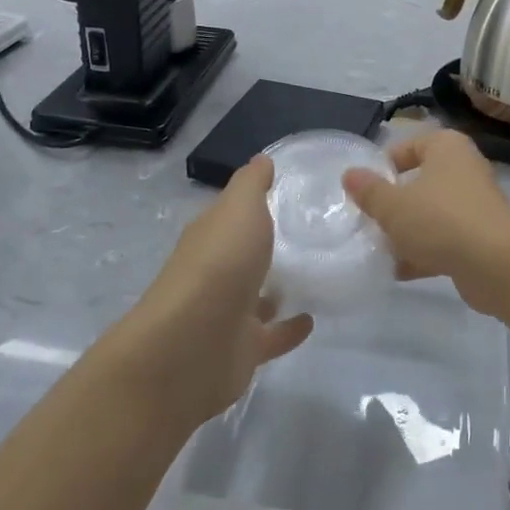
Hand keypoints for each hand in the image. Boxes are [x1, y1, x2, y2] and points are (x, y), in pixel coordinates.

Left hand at [118, 156, 312, 425]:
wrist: (194, 345)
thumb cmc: (220, 263)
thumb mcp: (239, 208)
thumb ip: (252, 184)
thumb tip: (262, 159)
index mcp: (210, 236)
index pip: (231, 215)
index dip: (252, 203)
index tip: (288, 193)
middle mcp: (214, 273)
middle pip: (242, 255)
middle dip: (264, 246)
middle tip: (310, 234)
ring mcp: (226, 313)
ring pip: (255, 296)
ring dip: (276, 289)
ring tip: (315, 275)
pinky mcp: (242, 350)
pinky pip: (271, 335)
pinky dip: (288, 327)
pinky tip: (312, 319)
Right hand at [341, 129, 509, 317]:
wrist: (497, 264)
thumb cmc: (440, 220)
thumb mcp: (393, 206)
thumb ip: (369, 191)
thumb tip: (349, 174)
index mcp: (447, 148)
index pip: (411, 145)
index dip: (386, 165)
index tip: (366, 188)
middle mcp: (465, 169)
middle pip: (421, 182)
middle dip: (395, 203)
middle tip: (369, 219)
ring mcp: (476, 205)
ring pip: (433, 213)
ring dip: (408, 232)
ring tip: (379, 249)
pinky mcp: (481, 238)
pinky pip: (446, 240)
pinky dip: (425, 253)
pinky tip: (399, 272)